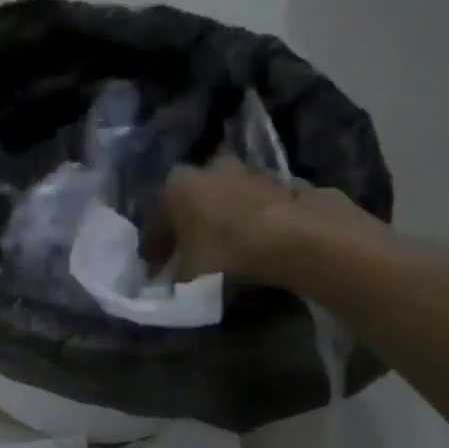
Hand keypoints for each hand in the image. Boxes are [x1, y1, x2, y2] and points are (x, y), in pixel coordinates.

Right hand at [147, 156, 376, 284]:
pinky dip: (253, 222)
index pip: (156, 219)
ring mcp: (250, 171)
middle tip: (190, 256)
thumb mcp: (188, 276)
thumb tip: (172, 279)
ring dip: (223, 221)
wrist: (294, 238)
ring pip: (226, 199)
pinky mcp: (284, 182)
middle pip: (192, 202)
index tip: (156, 271)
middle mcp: (209, 168)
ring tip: (227, 252)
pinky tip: (258, 244)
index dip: (154, 248)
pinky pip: (258, 207)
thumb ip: (175, 276)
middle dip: (189, 227)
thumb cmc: (226, 253)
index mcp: (177, 185)